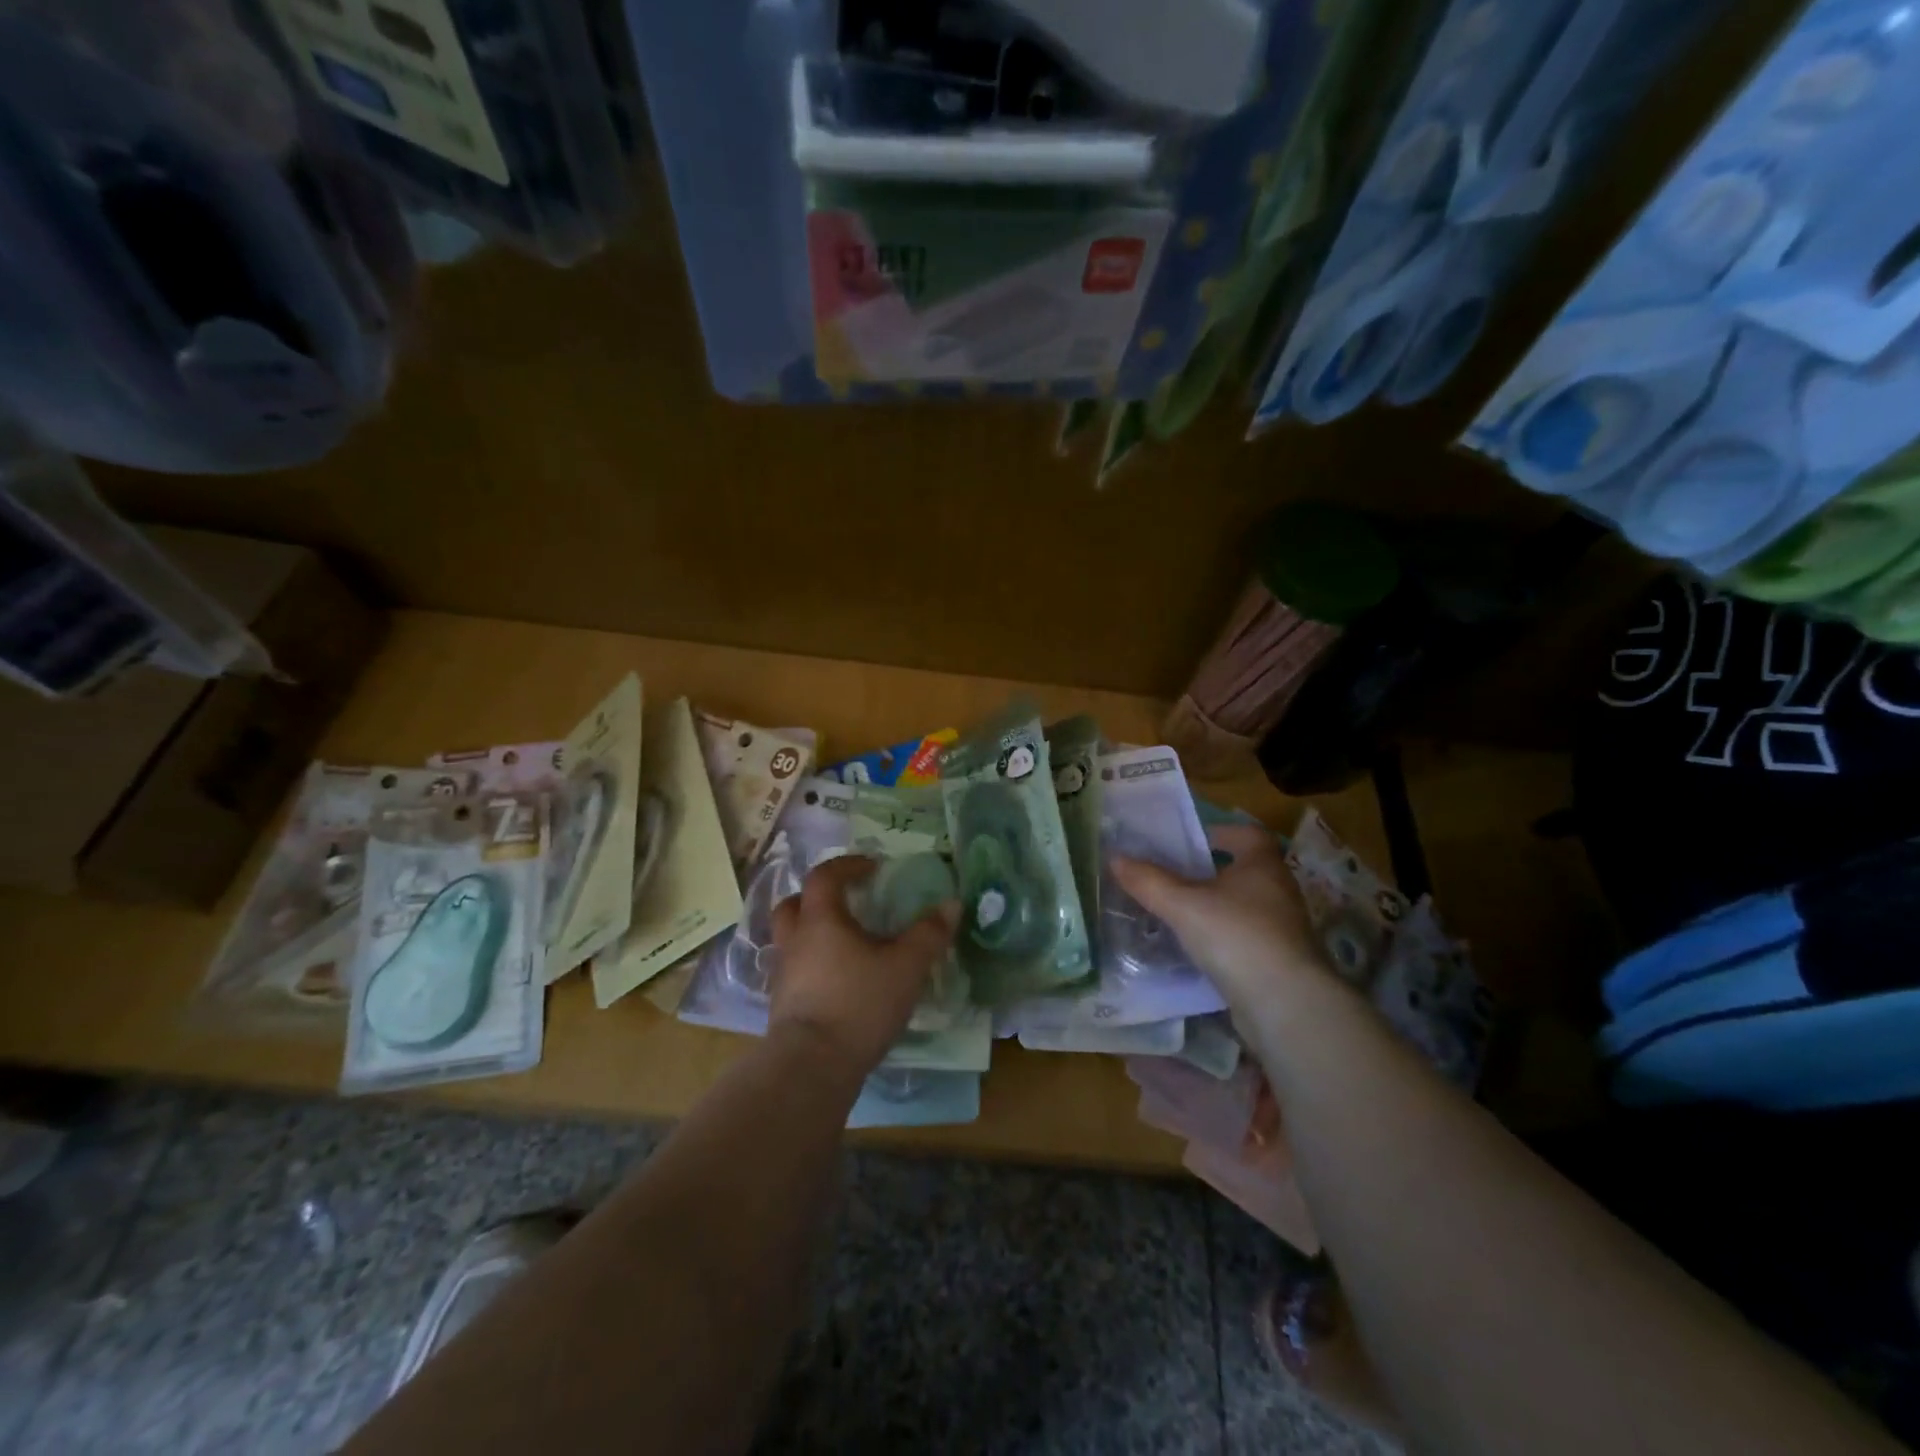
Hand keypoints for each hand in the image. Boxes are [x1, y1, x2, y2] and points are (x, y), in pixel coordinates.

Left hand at [767, 855, 958, 1077]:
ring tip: (843, 945)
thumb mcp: (905, 967)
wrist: (811, 1066)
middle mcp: (795, 941)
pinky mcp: (781, 1006)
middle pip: (794, 905)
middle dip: (818, 898)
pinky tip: (836, 982)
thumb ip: (929, 934)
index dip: (847, 866)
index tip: (871, 868)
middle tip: (846, 903)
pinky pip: (794, 971)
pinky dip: (811, 966)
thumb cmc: (859, 1004)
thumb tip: (951, 904)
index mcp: (821, 920)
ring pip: (790, 940)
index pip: (824, 876)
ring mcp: (783, 975)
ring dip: (812, 933)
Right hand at [1113, 824, 1332, 1021]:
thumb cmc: (1236, 936)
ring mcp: (1282, 930)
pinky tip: (1195, 951)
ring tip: (1178, 914)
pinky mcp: (1279, 962)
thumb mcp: (1183, 905)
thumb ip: (1149, 881)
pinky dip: (1222, 940)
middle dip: (1211, 872)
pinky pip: (1245, 940)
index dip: (1222, 832)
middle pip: (1245, 871)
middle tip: (1174, 877)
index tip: (1194, 840)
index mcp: (1262, 866)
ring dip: (1216, 908)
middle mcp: (1278, 892)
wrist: (1285, 1004)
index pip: (1249, 835)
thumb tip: (1115, 858)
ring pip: (1244, 908)